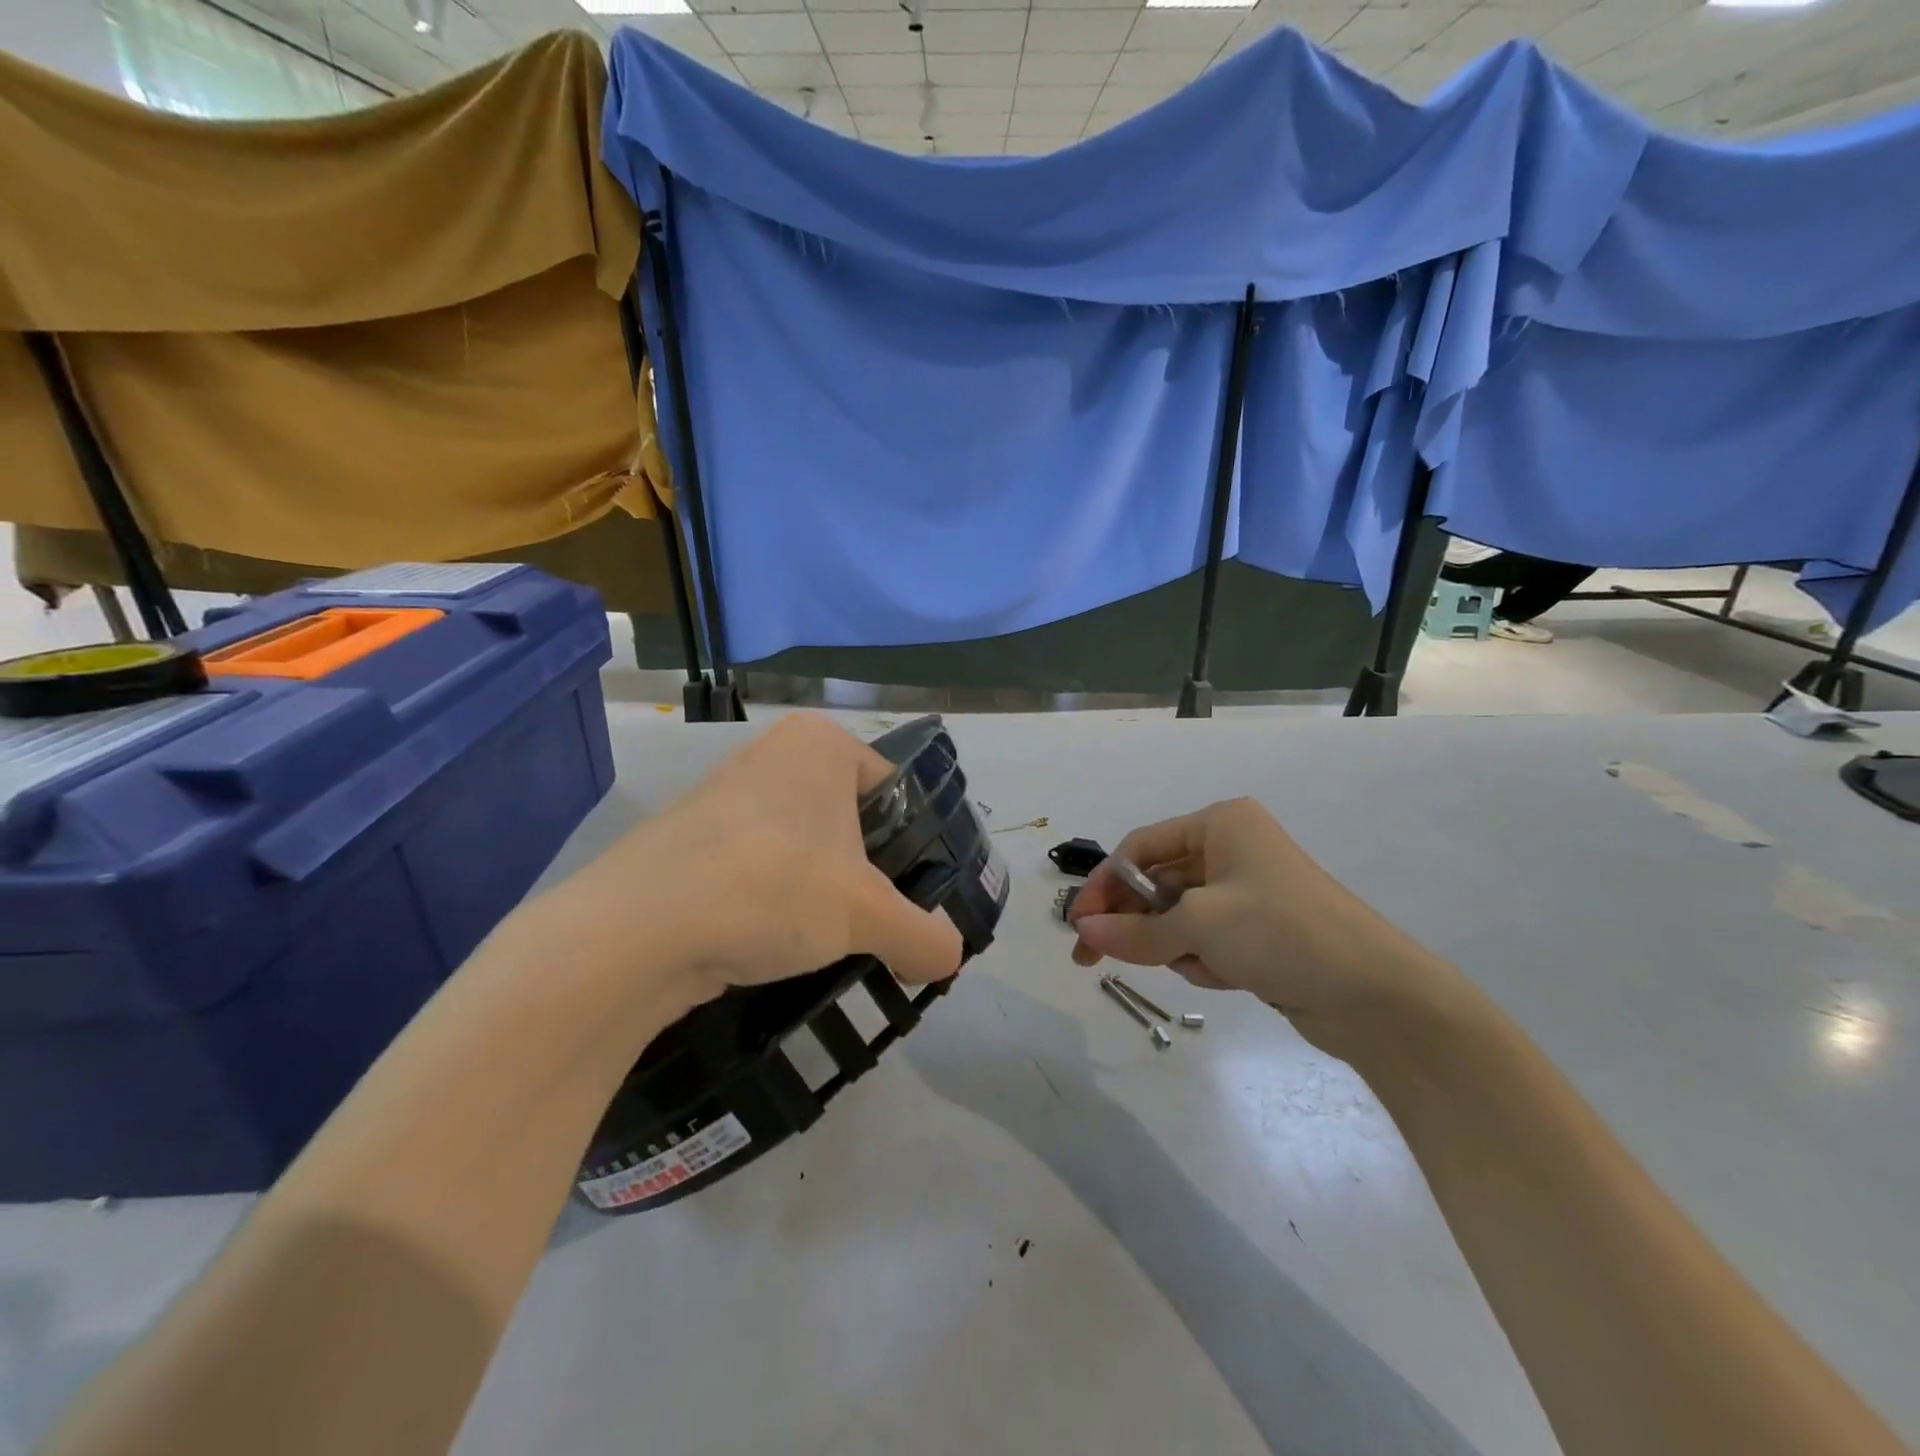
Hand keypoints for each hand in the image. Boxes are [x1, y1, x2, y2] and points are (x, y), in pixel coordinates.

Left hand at [530, 714, 964, 1019]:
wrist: (634, 931)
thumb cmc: (771, 887)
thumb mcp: (866, 916)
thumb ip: (924, 935)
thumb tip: (951, 957)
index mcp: (821, 743)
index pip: (895, 790)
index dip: (913, 847)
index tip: (913, 899)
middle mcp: (773, 755)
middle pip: (849, 820)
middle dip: (865, 875)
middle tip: (875, 926)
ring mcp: (725, 795)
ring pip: (802, 847)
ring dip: (820, 893)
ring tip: (827, 943)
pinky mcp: (691, 840)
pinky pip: (757, 866)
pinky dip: (774, 902)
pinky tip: (774, 945)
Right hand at [1068, 798, 1460, 1050]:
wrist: (1376, 995)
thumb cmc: (1281, 933)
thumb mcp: (1199, 926)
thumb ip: (1134, 932)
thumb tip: (1082, 931)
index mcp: (1220, 824)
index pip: (1140, 848)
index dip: (1104, 886)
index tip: (1077, 925)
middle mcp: (1231, 849)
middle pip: (1157, 883)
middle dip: (1134, 922)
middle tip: (1091, 959)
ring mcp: (1246, 891)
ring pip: (1178, 917)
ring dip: (1176, 946)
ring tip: (1200, 966)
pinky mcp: (1258, 930)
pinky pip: (1205, 939)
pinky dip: (1203, 959)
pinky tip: (1227, 976)